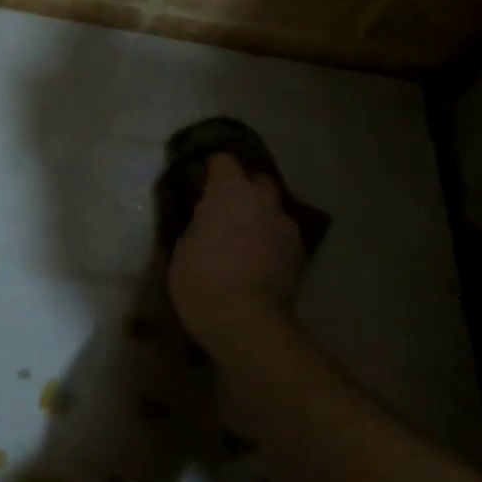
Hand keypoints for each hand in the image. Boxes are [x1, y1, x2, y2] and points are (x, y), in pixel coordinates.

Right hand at [168, 154, 304, 355]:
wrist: (244, 320)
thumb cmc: (200, 279)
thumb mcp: (183, 246)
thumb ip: (200, 222)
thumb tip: (207, 217)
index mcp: (229, 192)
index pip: (224, 161)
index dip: (212, 169)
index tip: (201, 183)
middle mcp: (262, 200)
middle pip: (257, 180)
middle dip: (244, 189)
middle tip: (225, 209)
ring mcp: (285, 226)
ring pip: (273, 209)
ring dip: (259, 215)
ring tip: (243, 237)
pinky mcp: (299, 252)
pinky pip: (282, 234)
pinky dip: (270, 239)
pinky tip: (258, 259)